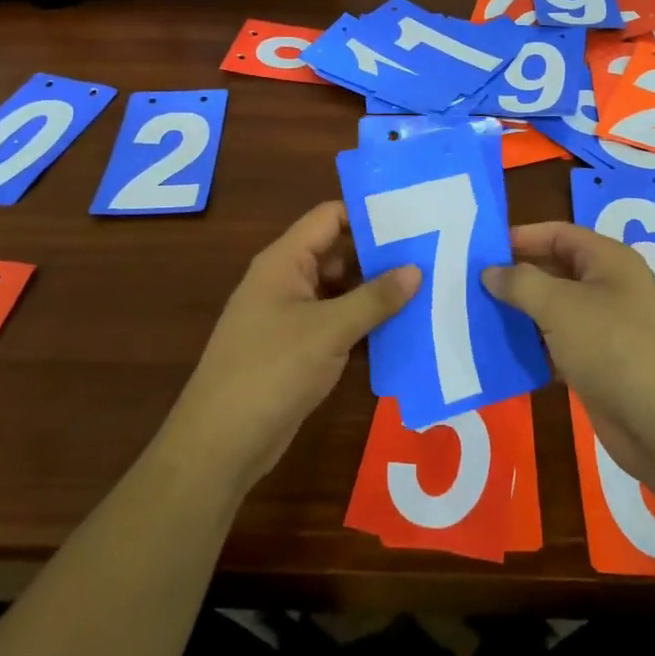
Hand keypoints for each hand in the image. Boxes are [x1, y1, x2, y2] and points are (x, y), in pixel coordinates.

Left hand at [160, 201, 419, 495]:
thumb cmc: (272, 370)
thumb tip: (415, 269)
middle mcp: (287, 281)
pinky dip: (366, 327)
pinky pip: (339, 325)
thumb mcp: (329, 330)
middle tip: (432, 256)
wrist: (222, 442)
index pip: (329, 217)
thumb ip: (374, 298)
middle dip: (381, 257)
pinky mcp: (299, 350)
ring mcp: (292, 317)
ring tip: (430, 290)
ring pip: (342, 292)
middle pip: (339, 254)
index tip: (414, 217)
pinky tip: (405, 332)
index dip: (368, 214)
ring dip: (377, 295)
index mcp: (285, 261)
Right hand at [484, 221, 654, 489]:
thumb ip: (521, 283)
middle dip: (516, 277)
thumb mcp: (561, 307)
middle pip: (555, 271)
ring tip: (476, 316)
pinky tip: (502, 354)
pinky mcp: (600, 364)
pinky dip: (534, 346)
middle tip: (470, 284)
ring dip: (521, 314)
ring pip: (555, 310)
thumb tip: (491, 272)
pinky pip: (559, 345)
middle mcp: (610, 288)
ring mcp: (607, 328)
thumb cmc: (613, 348)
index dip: (521, 237)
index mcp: (609, 261)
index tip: (482, 249)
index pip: (558, 234)